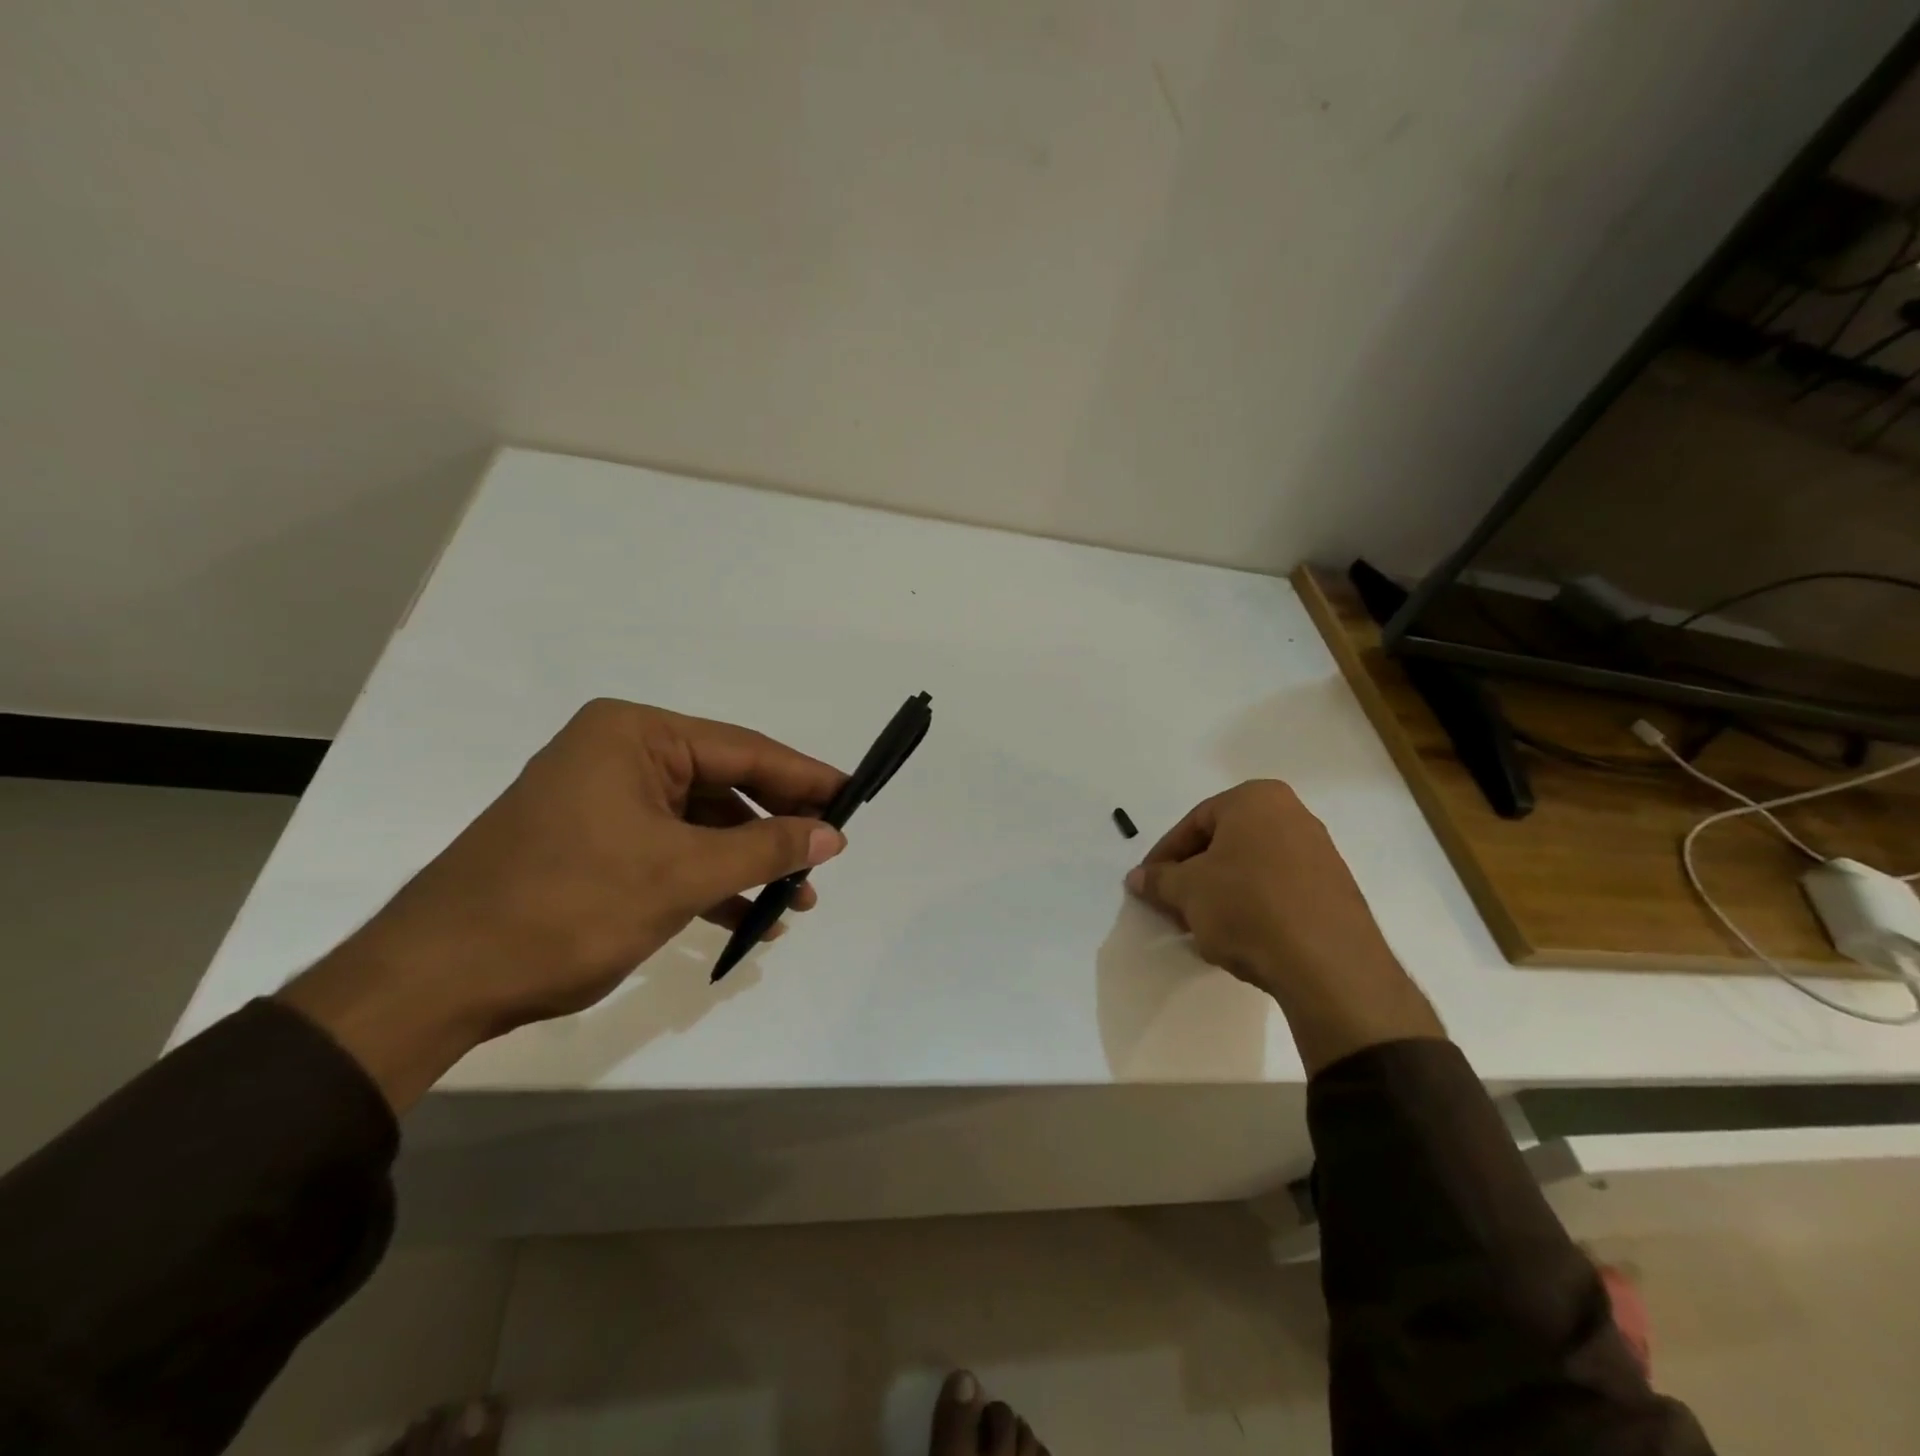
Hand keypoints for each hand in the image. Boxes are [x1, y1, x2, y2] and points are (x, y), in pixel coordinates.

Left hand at [280, 700, 847, 1107]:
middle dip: (777, 826)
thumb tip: (833, 834)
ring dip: (748, 861)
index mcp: (635, 735)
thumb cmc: (566, 905)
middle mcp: (619, 754)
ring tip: (796, 901)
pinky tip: (747, 917)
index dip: (804, 777)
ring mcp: (603, 800)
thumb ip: (765, 848)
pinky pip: (671, 849)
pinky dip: (710, 880)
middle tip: (827, 857)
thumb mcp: (680, 874)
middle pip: (724, 784)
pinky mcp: (593, 843)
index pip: (743, 749)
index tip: (854, 798)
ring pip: (700, 823)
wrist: (437, 979)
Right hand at [1125, 780, 1443, 1072]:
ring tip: (1204, 928)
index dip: (1164, 857)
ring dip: (1221, 893)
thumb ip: (1158, 880)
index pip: (1193, 823)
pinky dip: (1253, 906)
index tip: (1148, 885)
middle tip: (1173, 907)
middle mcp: (1292, 814)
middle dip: (1194, 876)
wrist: (1328, 964)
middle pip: (1224, 843)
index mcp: (1256, 799)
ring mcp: (1320, 851)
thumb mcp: (1188, 891)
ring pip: (1251, 867)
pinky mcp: (1335, 889)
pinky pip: (1279, 889)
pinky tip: (1241, 937)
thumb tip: (1138, 878)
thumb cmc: (1247, 906)